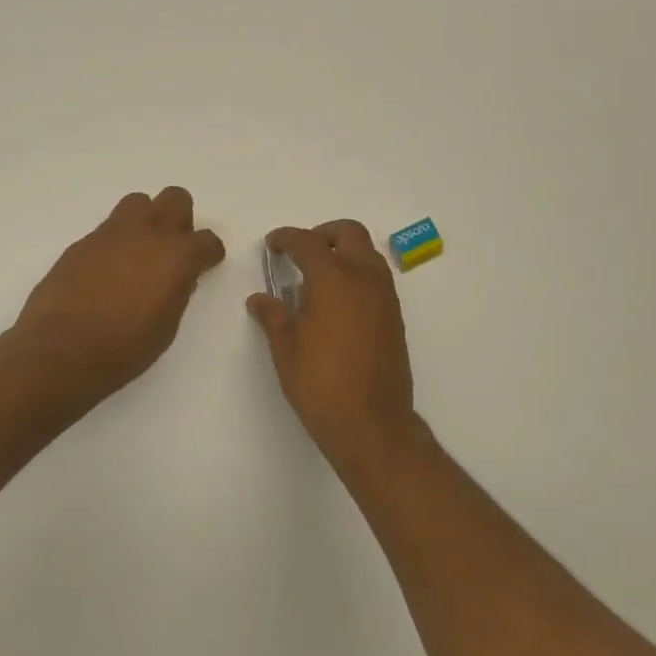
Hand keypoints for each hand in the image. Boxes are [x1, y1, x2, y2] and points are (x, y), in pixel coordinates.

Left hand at [14, 187, 226, 400]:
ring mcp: (111, 234)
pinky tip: (107, 272)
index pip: (207, 240)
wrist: (61, 350)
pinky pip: (108, 229)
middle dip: (179, 219)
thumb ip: (177, 292)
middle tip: (172, 250)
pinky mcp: (82, 243)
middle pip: (175, 198)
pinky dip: (115, 243)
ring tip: (138, 253)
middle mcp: (148, 233)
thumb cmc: (124, 348)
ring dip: (145, 221)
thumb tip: (177, 278)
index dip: (209, 253)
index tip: (205, 265)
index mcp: (177, 256)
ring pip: (138, 203)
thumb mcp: (166, 326)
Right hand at [247, 220, 420, 465]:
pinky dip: (358, 273)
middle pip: (348, 233)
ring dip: (344, 252)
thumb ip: (273, 316)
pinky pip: (377, 277)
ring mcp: (385, 296)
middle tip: (301, 252)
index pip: (307, 242)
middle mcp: (363, 278)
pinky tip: (339, 302)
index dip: (287, 238)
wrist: (371, 422)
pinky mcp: (395, 316)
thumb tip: (259, 299)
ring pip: (368, 253)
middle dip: (322, 234)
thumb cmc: (320, 383)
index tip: (273, 243)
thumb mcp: (286, 349)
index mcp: (333, 279)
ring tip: (319, 277)